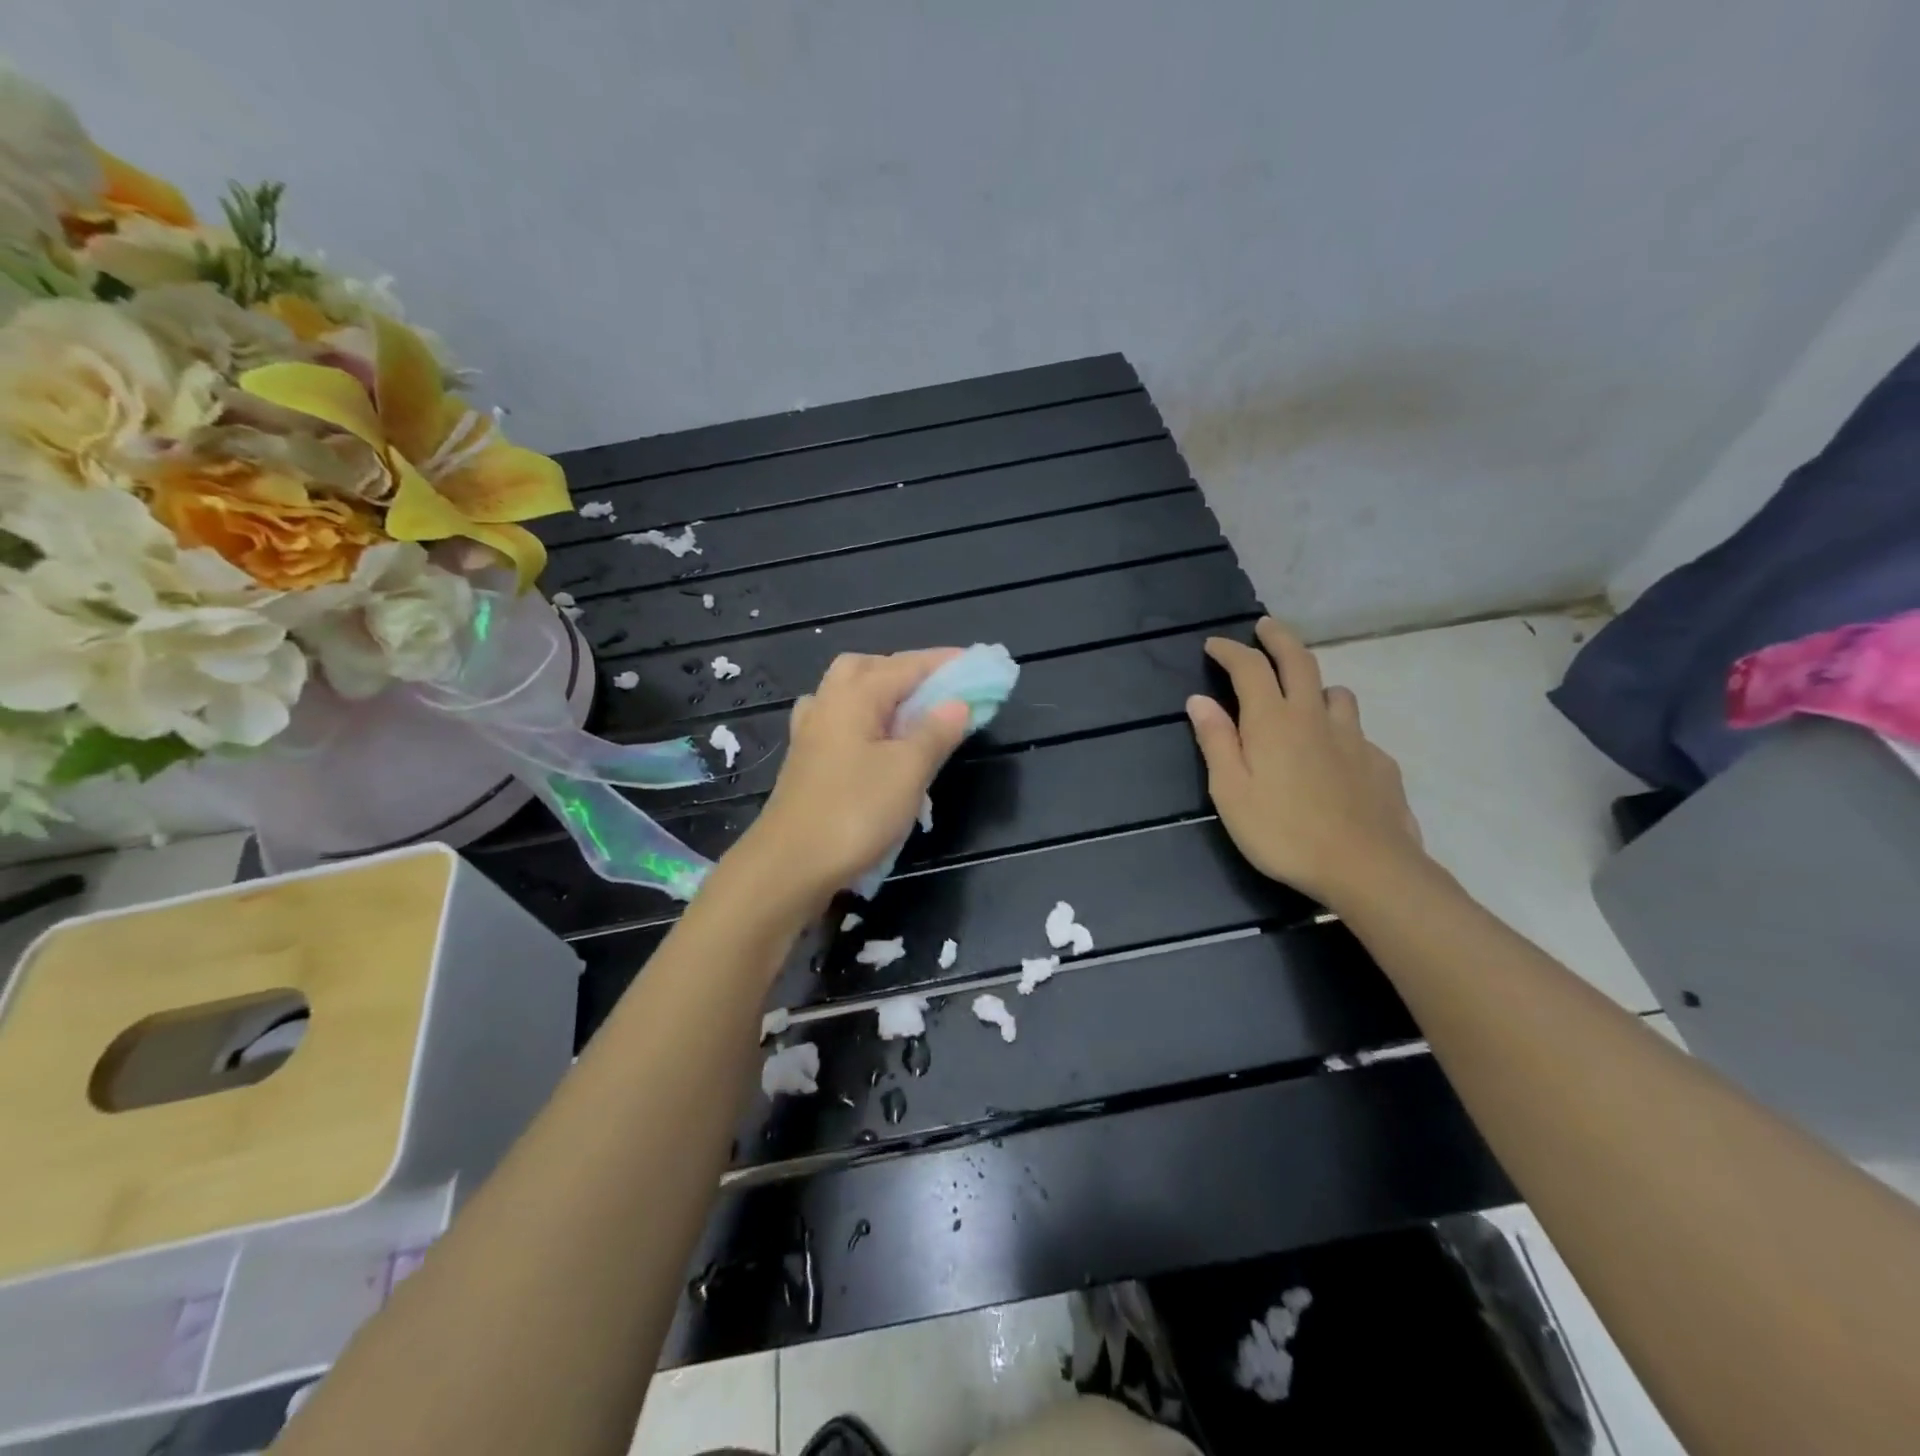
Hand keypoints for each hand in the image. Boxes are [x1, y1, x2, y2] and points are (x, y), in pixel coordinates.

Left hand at [725, 650, 970, 910]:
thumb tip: (958, 703)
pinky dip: (863, 721)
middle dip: (905, 670)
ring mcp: (811, 734)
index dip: (944, 663)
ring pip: (847, 694)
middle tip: (939, 689)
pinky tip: (873, 743)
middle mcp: (827, 704)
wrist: (789, 866)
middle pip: (867, 668)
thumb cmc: (854, 813)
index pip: (906, 665)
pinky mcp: (806, 761)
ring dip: (880, 693)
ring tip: (910, 714)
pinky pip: (838, 722)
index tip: (978, 663)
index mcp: (854, 697)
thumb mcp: (908, 771)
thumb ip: (935, 732)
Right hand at [1187, 619, 1426, 908]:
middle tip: (1265, 627)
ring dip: (1314, 684)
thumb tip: (1200, 700)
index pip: (1250, 668)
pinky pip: (1356, 731)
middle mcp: (1314, 716)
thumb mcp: (1231, 792)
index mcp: (1272, 721)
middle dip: (1278, 637)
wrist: (1366, 867)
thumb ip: (1216, 742)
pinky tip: (1334, 755)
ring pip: (1335, 693)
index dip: (1230, 650)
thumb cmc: (1283, 832)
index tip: (1214, 645)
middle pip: (1299, 660)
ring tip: (1303, 696)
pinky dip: (1339, 728)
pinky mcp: (1379, 761)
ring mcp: (1353, 737)